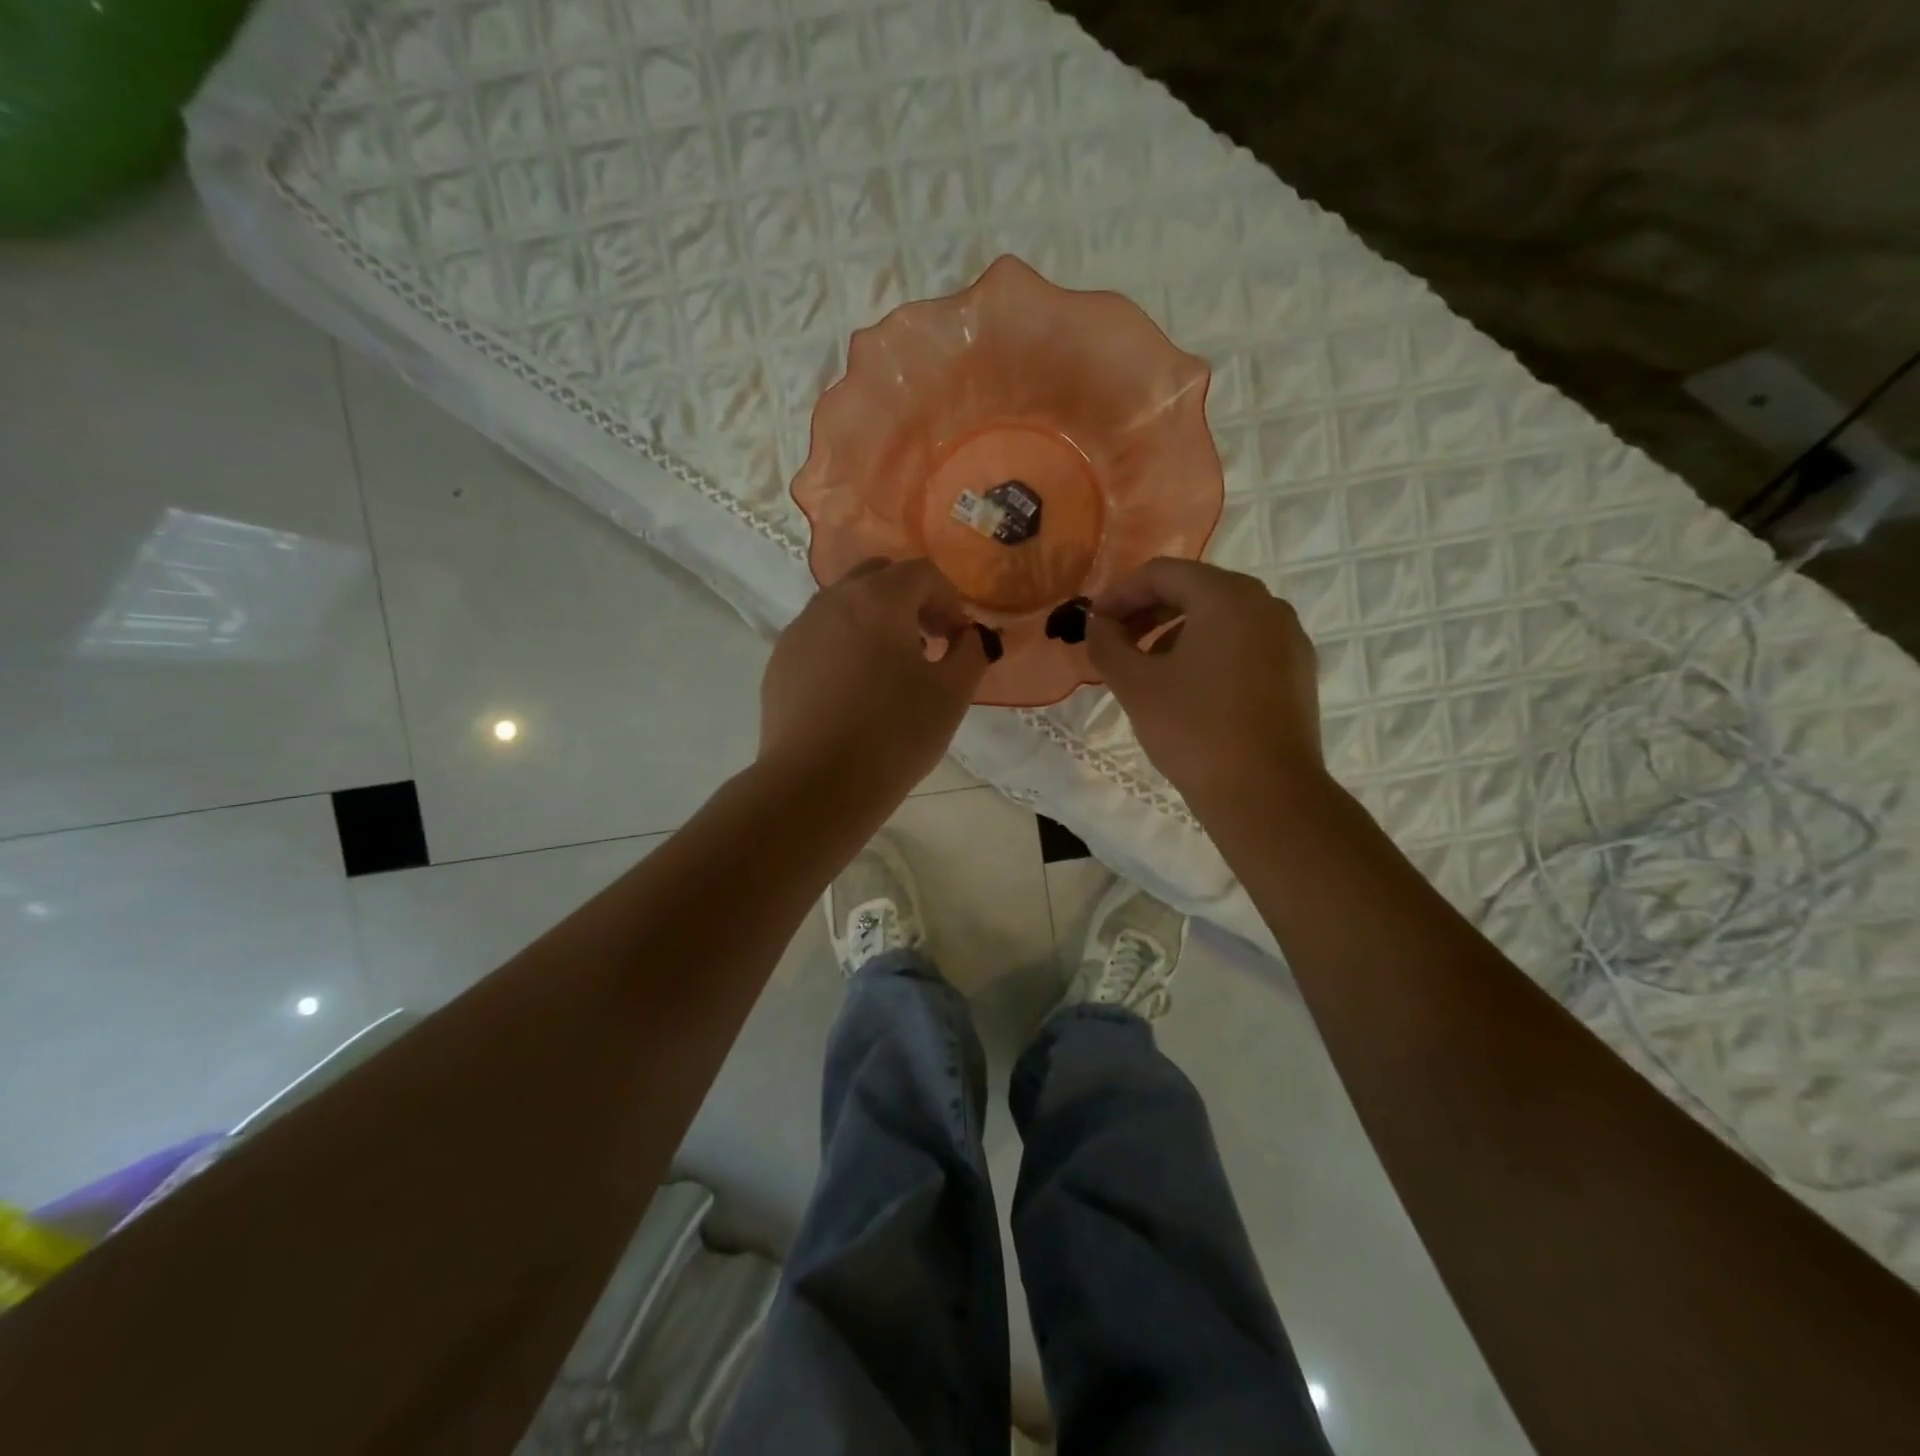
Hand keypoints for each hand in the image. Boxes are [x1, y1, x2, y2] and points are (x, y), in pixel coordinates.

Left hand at [759, 558, 990, 803]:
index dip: (950, 600)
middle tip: (927, 643)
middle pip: (879, 577)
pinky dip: (844, 646)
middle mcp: (832, 601)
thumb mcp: (952, 695)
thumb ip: (971, 652)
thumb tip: (969, 636)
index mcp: (878, 599)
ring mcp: (799, 630)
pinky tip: (853, 693)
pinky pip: (820, 636)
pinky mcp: (779, 662)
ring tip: (890, 671)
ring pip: (844, 605)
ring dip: (876, 621)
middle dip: (910, 601)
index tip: (957, 640)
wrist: (816, 785)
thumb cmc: (894, 735)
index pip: (922, 573)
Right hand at [1087, 558, 1323, 812]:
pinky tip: (1189, 689)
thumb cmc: (1194, 730)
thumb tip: (1097, 624)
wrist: (1266, 795)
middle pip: (1195, 591)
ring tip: (1148, 670)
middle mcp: (1266, 605)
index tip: (1094, 623)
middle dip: (1147, 613)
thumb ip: (1107, 644)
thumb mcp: (1136, 685)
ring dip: (1175, 633)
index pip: (1163, 573)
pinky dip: (1208, 652)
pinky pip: (1244, 644)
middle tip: (1115, 643)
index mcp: (1228, 596)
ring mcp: (1288, 638)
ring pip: (1221, 618)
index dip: (1120, 594)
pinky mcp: (1297, 671)